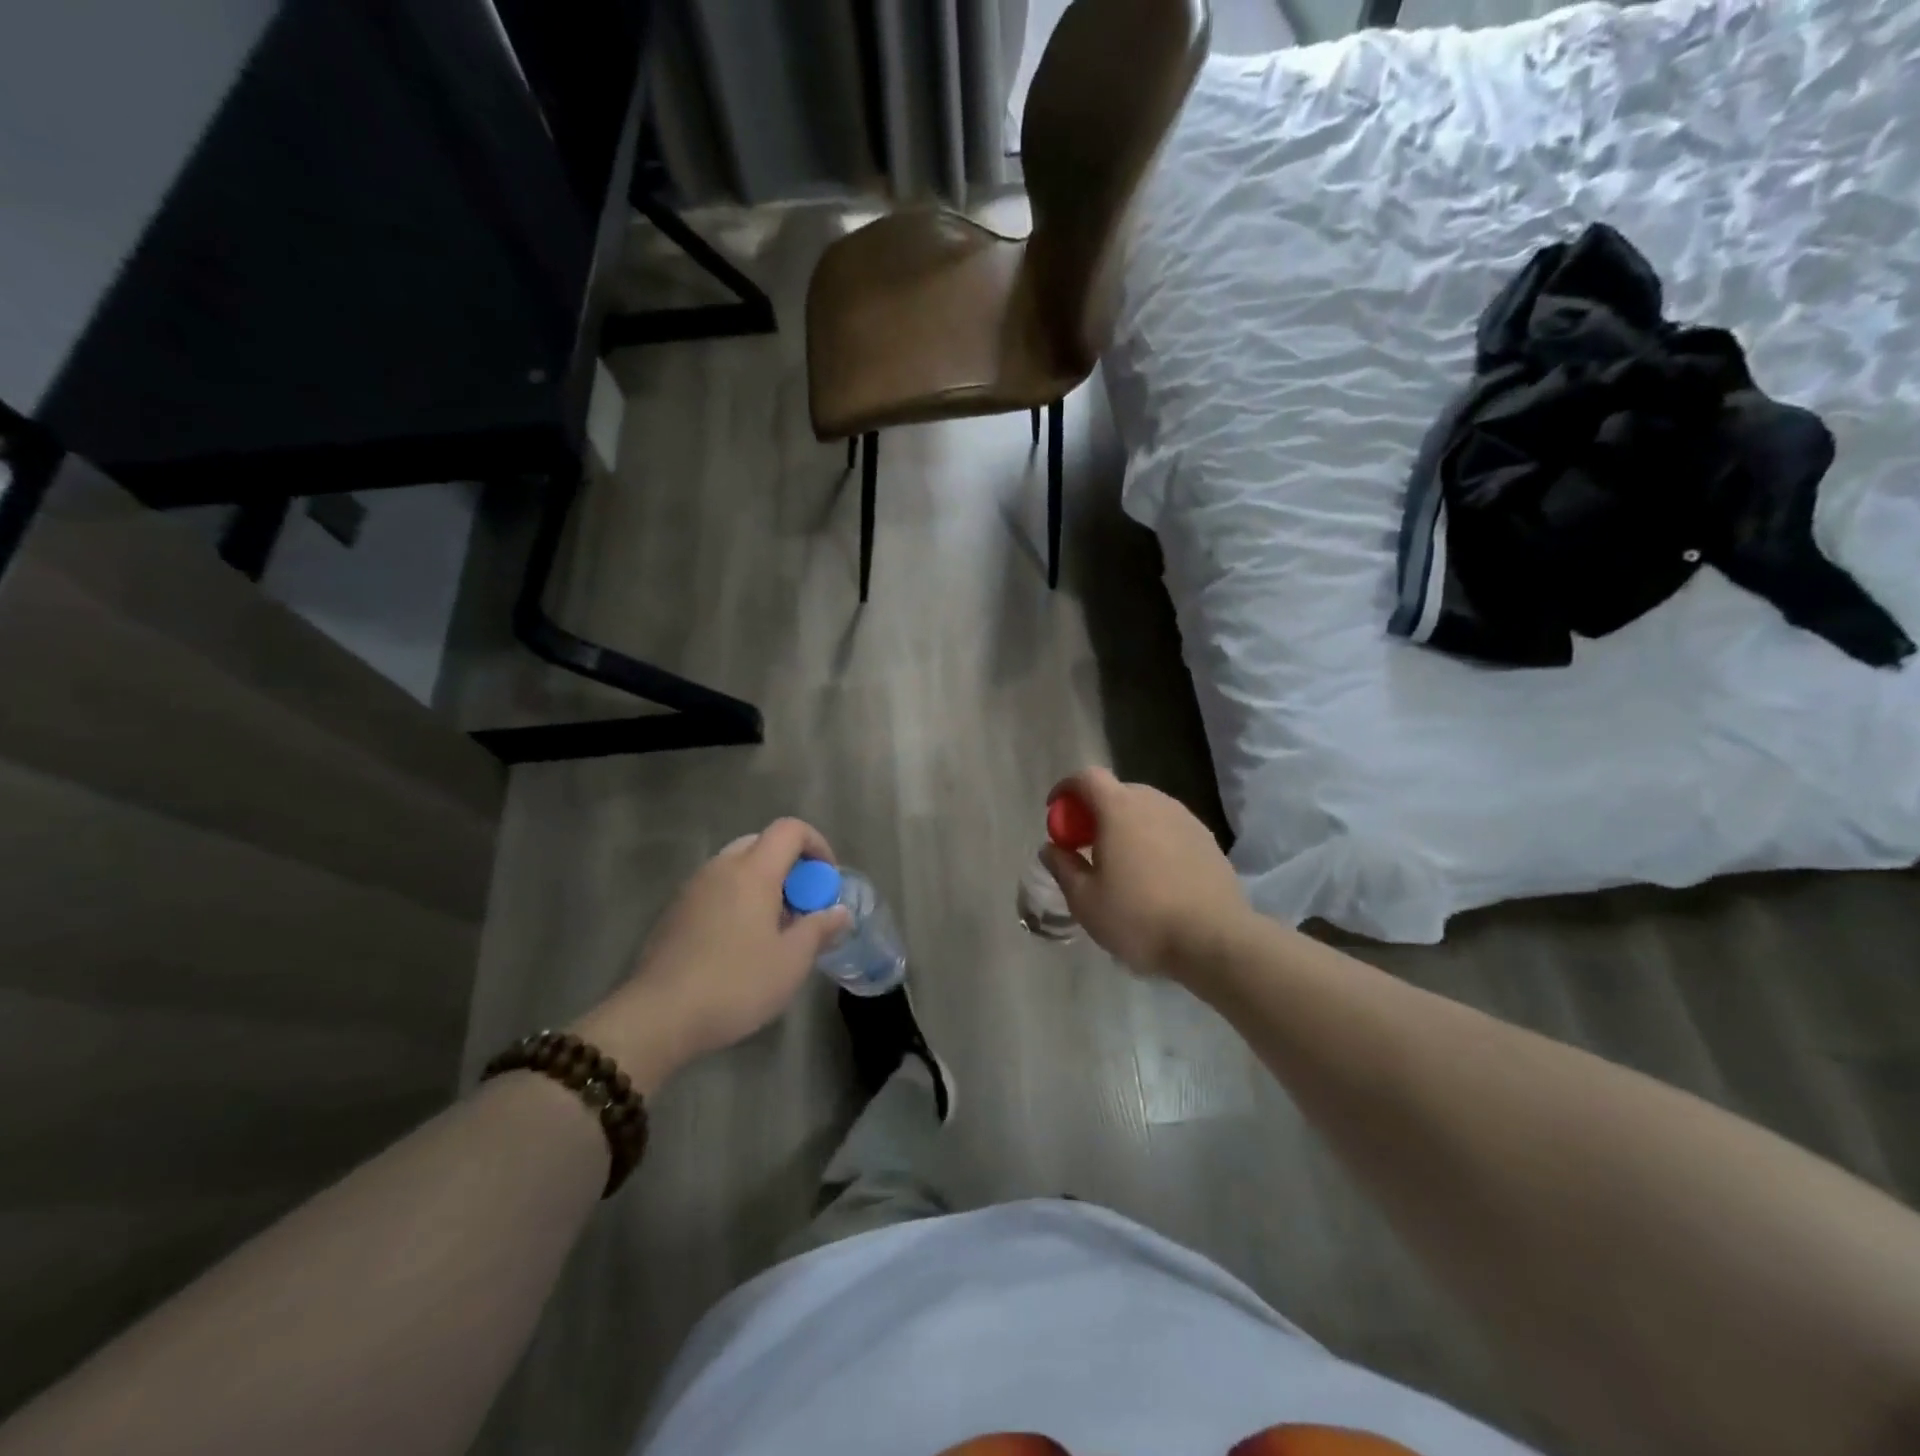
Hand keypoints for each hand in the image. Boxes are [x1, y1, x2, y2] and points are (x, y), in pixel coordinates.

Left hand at [573, 819, 850, 1093]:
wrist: (658, 1017)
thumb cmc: (735, 984)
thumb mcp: (791, 962)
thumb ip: (819, 929)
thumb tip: (839, 912)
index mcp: (753, 871)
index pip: (789, 830)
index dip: (816, 844)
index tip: (827, 879)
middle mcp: (720, 868)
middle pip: (761, 844)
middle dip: (789, 865)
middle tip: (802, 905)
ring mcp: (692, 889)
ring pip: (735, 867)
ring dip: (761, 884)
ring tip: (773, 928)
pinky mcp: (673, 913)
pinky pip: (714, 889)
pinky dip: (736, 900)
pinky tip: (739, 944)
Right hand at [1040, 768, 1249, 978]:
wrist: (1213, 940)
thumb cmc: (1139, 917)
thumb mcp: (1085, 900)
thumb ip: (1063, 867)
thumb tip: (1051, 847)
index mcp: (1120, 809)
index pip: (1087, 777)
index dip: (1066, 788)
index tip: (1055, 811)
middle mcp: (1154, 803)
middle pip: (1117, 792)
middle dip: (1095, 810)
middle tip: (1085, 843)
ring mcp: (1186, 819)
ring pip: (1146, 810)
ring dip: (1126, 825)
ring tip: (1120, 861)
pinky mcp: (1208, 840)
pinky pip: (1169, 828)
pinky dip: (1153, 839)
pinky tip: (1153, 875)